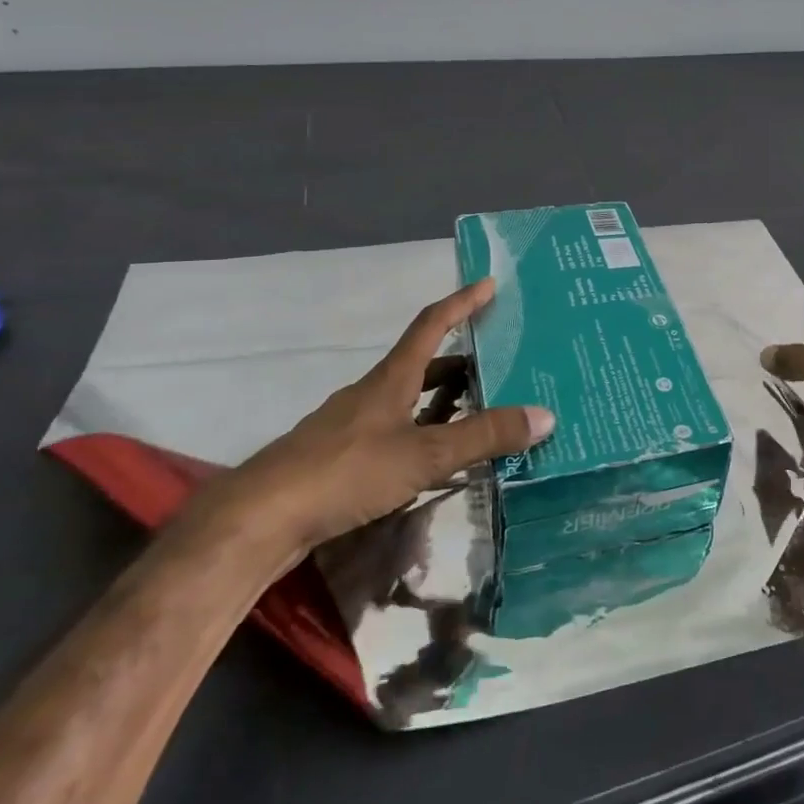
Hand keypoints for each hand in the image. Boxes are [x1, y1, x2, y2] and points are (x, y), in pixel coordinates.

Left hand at [192, 279, 553, 561]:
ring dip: (442, 397)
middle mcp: (371, 393)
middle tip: (499, 360)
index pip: (431, 324)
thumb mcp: (424, 455)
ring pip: (407, 398)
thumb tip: (545, 415)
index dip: (461, 302)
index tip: (488, 283)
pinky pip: (394, 429)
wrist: (258, 520)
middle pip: (421, 362)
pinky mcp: (340, 457)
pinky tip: (433, 457)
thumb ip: (483, 437)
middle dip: (461, 357)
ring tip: (478, 407)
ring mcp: (351, 425)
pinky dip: (422, 430)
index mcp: (391, 378)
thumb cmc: (345, 472)